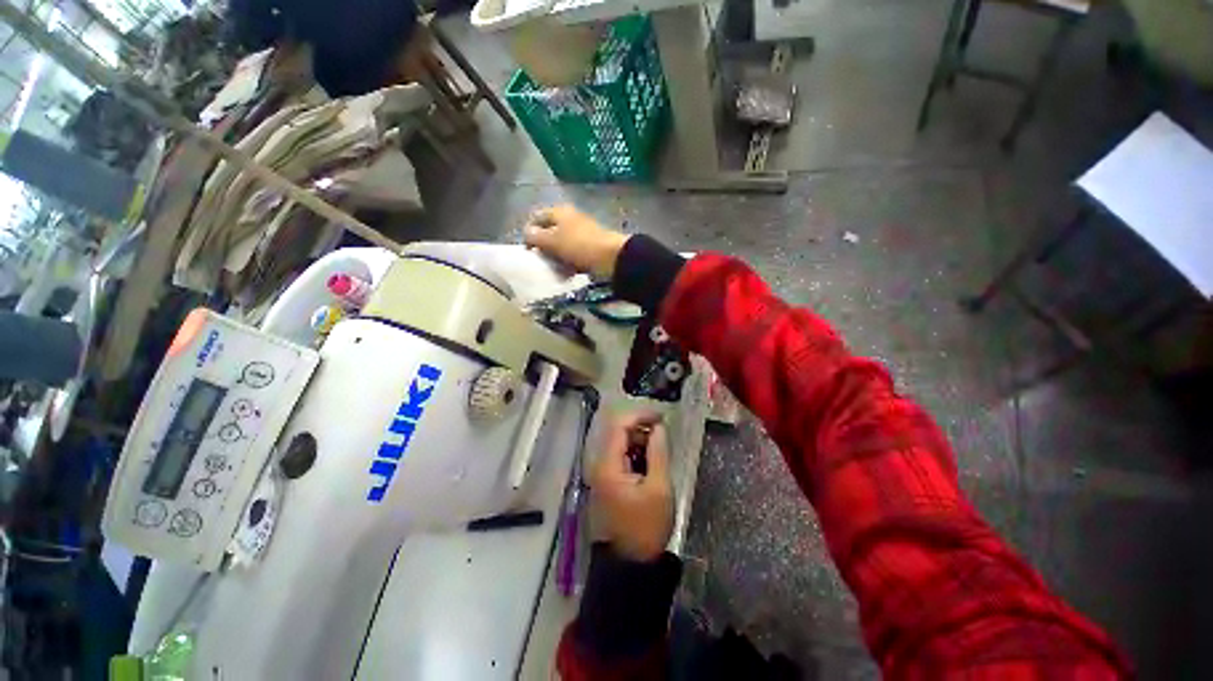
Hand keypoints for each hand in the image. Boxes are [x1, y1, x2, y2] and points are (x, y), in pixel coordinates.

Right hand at [524, 204, 629, 278]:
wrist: (611, 257)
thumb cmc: (578, 245)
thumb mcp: (551, 240)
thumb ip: (535, 236)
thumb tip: (526, 234)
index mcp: (559, 212)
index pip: (535, 218)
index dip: (528, 233)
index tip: (528, 251)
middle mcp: (569, 219)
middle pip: (549, 232)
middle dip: (543, 248)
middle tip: (541, 262)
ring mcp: (581, 233)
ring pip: (560, 246)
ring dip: (555, 258)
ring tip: (554, 270)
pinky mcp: (589, 247)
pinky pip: (572, 255)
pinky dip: (568, 263)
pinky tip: (567, 273)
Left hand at [590, 413, 673, 562]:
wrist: (630, 564)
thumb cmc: (646, 527)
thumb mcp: (659, 488)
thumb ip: (658, 452)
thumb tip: (658, 427)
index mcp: (608, 465)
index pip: (619, 425)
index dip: (640, 415)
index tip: (661, 417)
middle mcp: (599, 465)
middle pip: (617, 433)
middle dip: (641, 429)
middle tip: (663, 436)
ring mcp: (600, 474)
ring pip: (619, 444)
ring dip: (639, 441)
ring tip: (660, 451)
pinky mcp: (606, 482)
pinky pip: (620, 458)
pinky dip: (635, 454)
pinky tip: (650, 464)